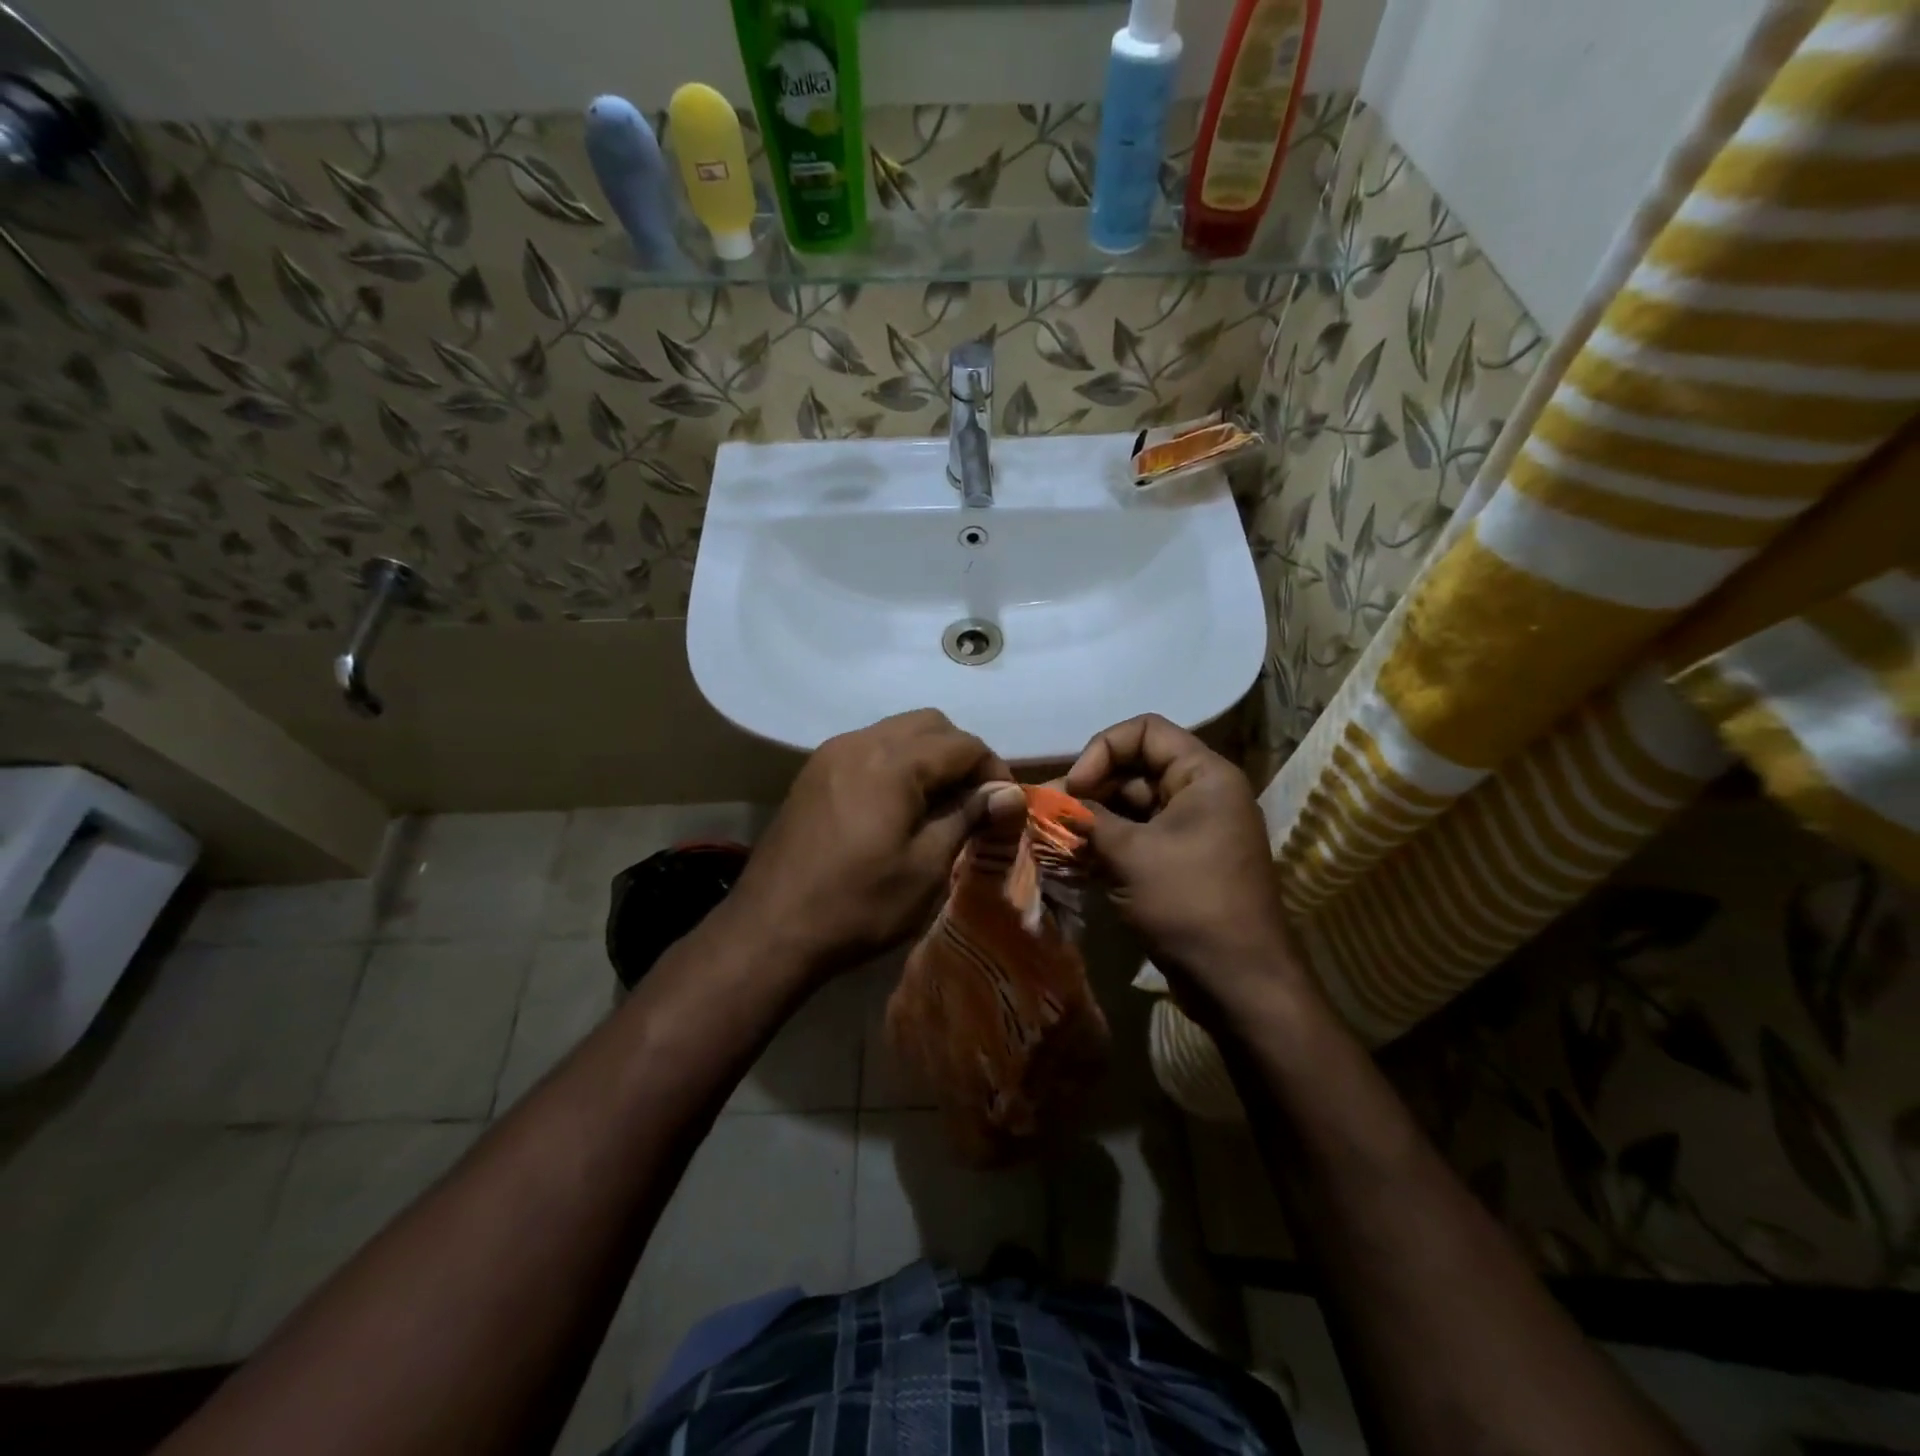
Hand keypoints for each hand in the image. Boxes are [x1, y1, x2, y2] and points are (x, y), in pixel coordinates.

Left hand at [730, 709, 1025, 974]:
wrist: (770, 930)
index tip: (1004, 806)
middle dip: (960, 754)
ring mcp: (831, 754)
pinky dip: (895, 763)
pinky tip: (898, 805)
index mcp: (892, 762)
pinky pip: (868, 748)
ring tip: (939, 803)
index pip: (962, 744)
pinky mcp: (813, 773)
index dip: (993, 770)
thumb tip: (1008, 792)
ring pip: (896, 732)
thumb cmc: (859, 904)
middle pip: (929, 724)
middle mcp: (860, 742)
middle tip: (974, 800)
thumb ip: (968, 817)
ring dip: (927, 756)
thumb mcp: (927, 867)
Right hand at [1065, 714, 1299, 1022]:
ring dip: (1093, 820)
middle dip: (1090, 789)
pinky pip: (1139, 838)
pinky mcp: (1182, 863)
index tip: (1076, 789)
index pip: (1145, 731)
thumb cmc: (1189, 903)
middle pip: (1136, 768)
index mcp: (1204, 776)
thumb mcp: (1129, 854)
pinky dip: (1107, 845)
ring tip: (1053, 840)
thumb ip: (1085, 819)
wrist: (1239, 983)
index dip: (1103, 750)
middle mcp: (1202, 794)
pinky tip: (1072, 860)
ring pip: (1133, 807)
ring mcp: (1193, 831)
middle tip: (1050, 817)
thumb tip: (1047, 803)